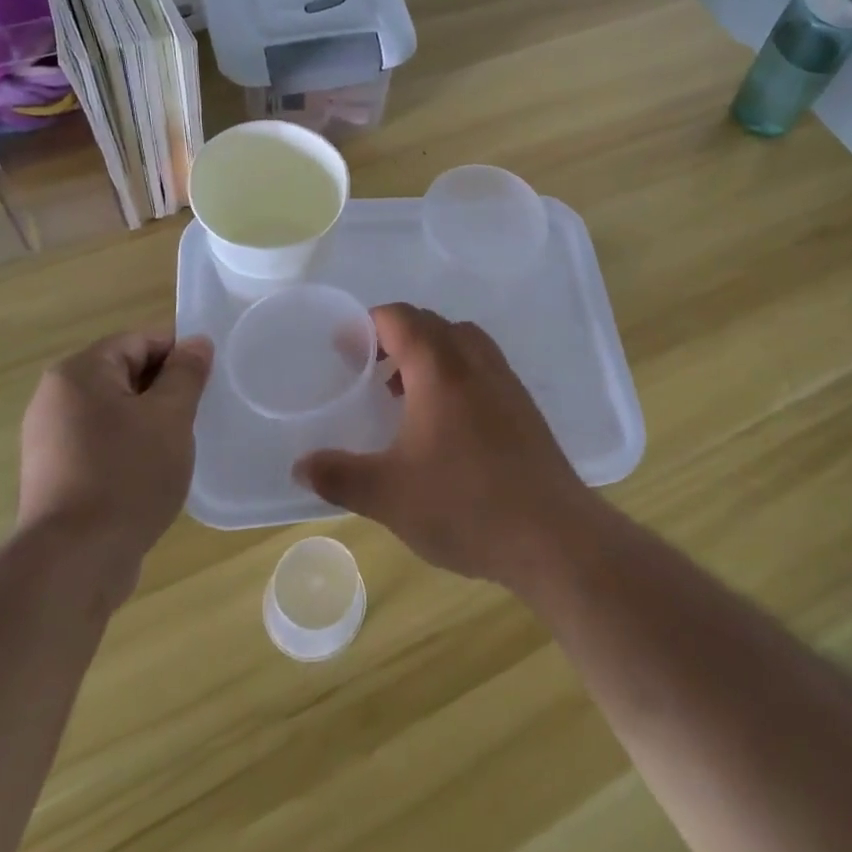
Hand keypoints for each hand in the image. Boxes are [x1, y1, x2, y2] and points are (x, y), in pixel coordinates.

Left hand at [18, 328, 213, 565]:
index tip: (208, 380)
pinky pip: (101, 443)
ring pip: (115, 411)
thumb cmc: (127, 475)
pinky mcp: (54, 475)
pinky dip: (129, 448)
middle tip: (197, 414)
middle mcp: (55, 398)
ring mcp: (50, 439)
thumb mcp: (171, 416)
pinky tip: (152, 473)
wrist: (74, 563)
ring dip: (150, 421)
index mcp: (79, 373)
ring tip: (178, 445)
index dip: (179, 354)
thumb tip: (197, 342)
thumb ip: (187, 373)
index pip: (139, 341)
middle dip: (165, 389)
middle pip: (124, 373)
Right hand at [294, 304, 599, 588]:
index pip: (400, 317)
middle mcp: (474, 360)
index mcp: (440, 367)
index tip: (344, 351)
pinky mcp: (523, 405)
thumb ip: (339, 476)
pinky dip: (454, 373)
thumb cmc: (465, 504)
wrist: (552, 534)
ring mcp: (505, 380)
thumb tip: (300, 466)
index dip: (367, 325)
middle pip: (430, 324)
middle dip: (395, 338)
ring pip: (460, 342)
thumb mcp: (389, 494)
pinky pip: (481, 366)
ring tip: (403, 395)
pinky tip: (444, 423)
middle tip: (369, 372)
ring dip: (428, 354)